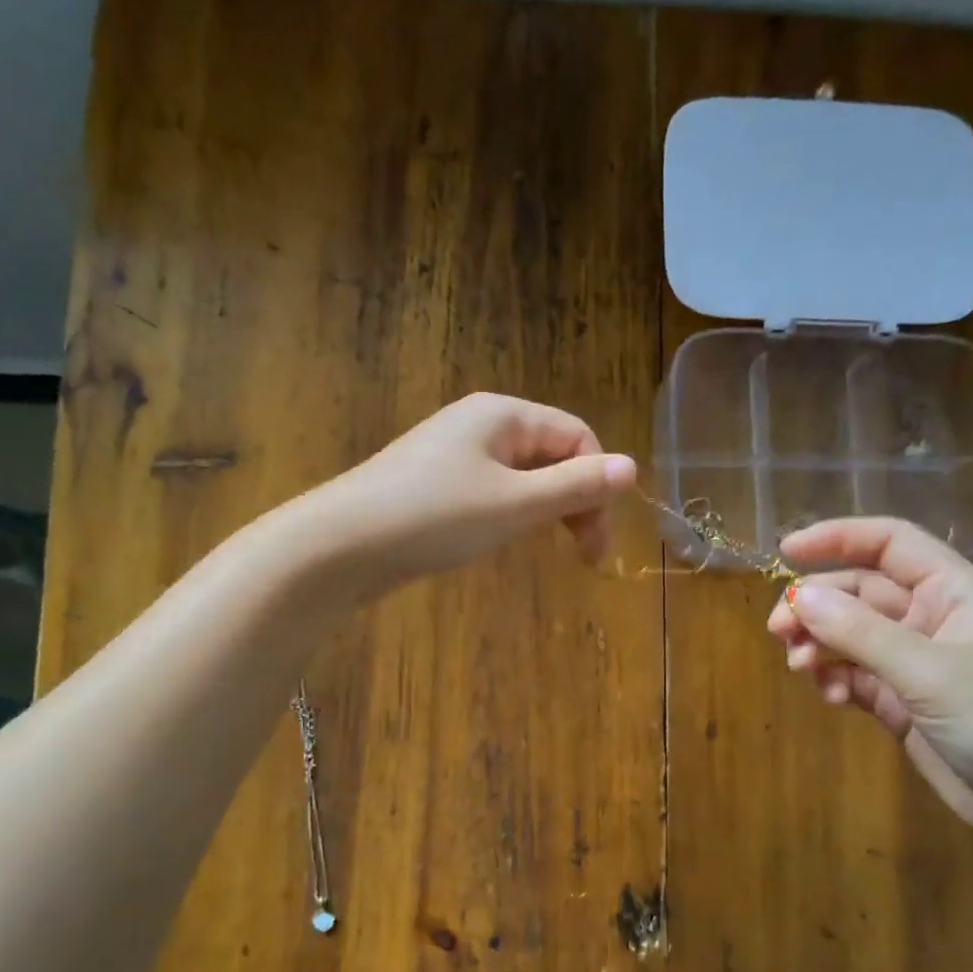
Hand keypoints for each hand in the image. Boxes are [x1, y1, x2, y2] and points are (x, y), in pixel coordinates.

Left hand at [300, 393, 636, 591]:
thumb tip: (632, 467)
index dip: (598, 485)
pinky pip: (491, 491)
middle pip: (551, 454)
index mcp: (503, 414)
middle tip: (584, 557)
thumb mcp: (514, 504)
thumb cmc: (434, 517)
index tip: (596, 543)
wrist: (340, 545)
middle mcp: (480, 424)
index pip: (577, 437)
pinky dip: (510, 515)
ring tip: (543, 548)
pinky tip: (502, 540)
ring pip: (522, 476)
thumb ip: (574, 487)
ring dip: (544, 511)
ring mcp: (453, 454)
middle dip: (575, 501)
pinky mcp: (433, 484)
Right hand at [765, 518, 972, 845]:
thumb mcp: (931, 671)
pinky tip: (831, 699)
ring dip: (820, 645)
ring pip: (851, 636)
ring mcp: (918, 663)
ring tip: (800, 668)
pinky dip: (836, 680)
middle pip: (860, 592)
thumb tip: (798, 596)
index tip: (786, 551)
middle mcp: (934, 619)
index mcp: (955, 592)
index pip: (891, 544)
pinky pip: (856, 676)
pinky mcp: (905, 703)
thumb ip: (860, 632)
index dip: (839, 538)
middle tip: (778, 631)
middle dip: (817, 604)